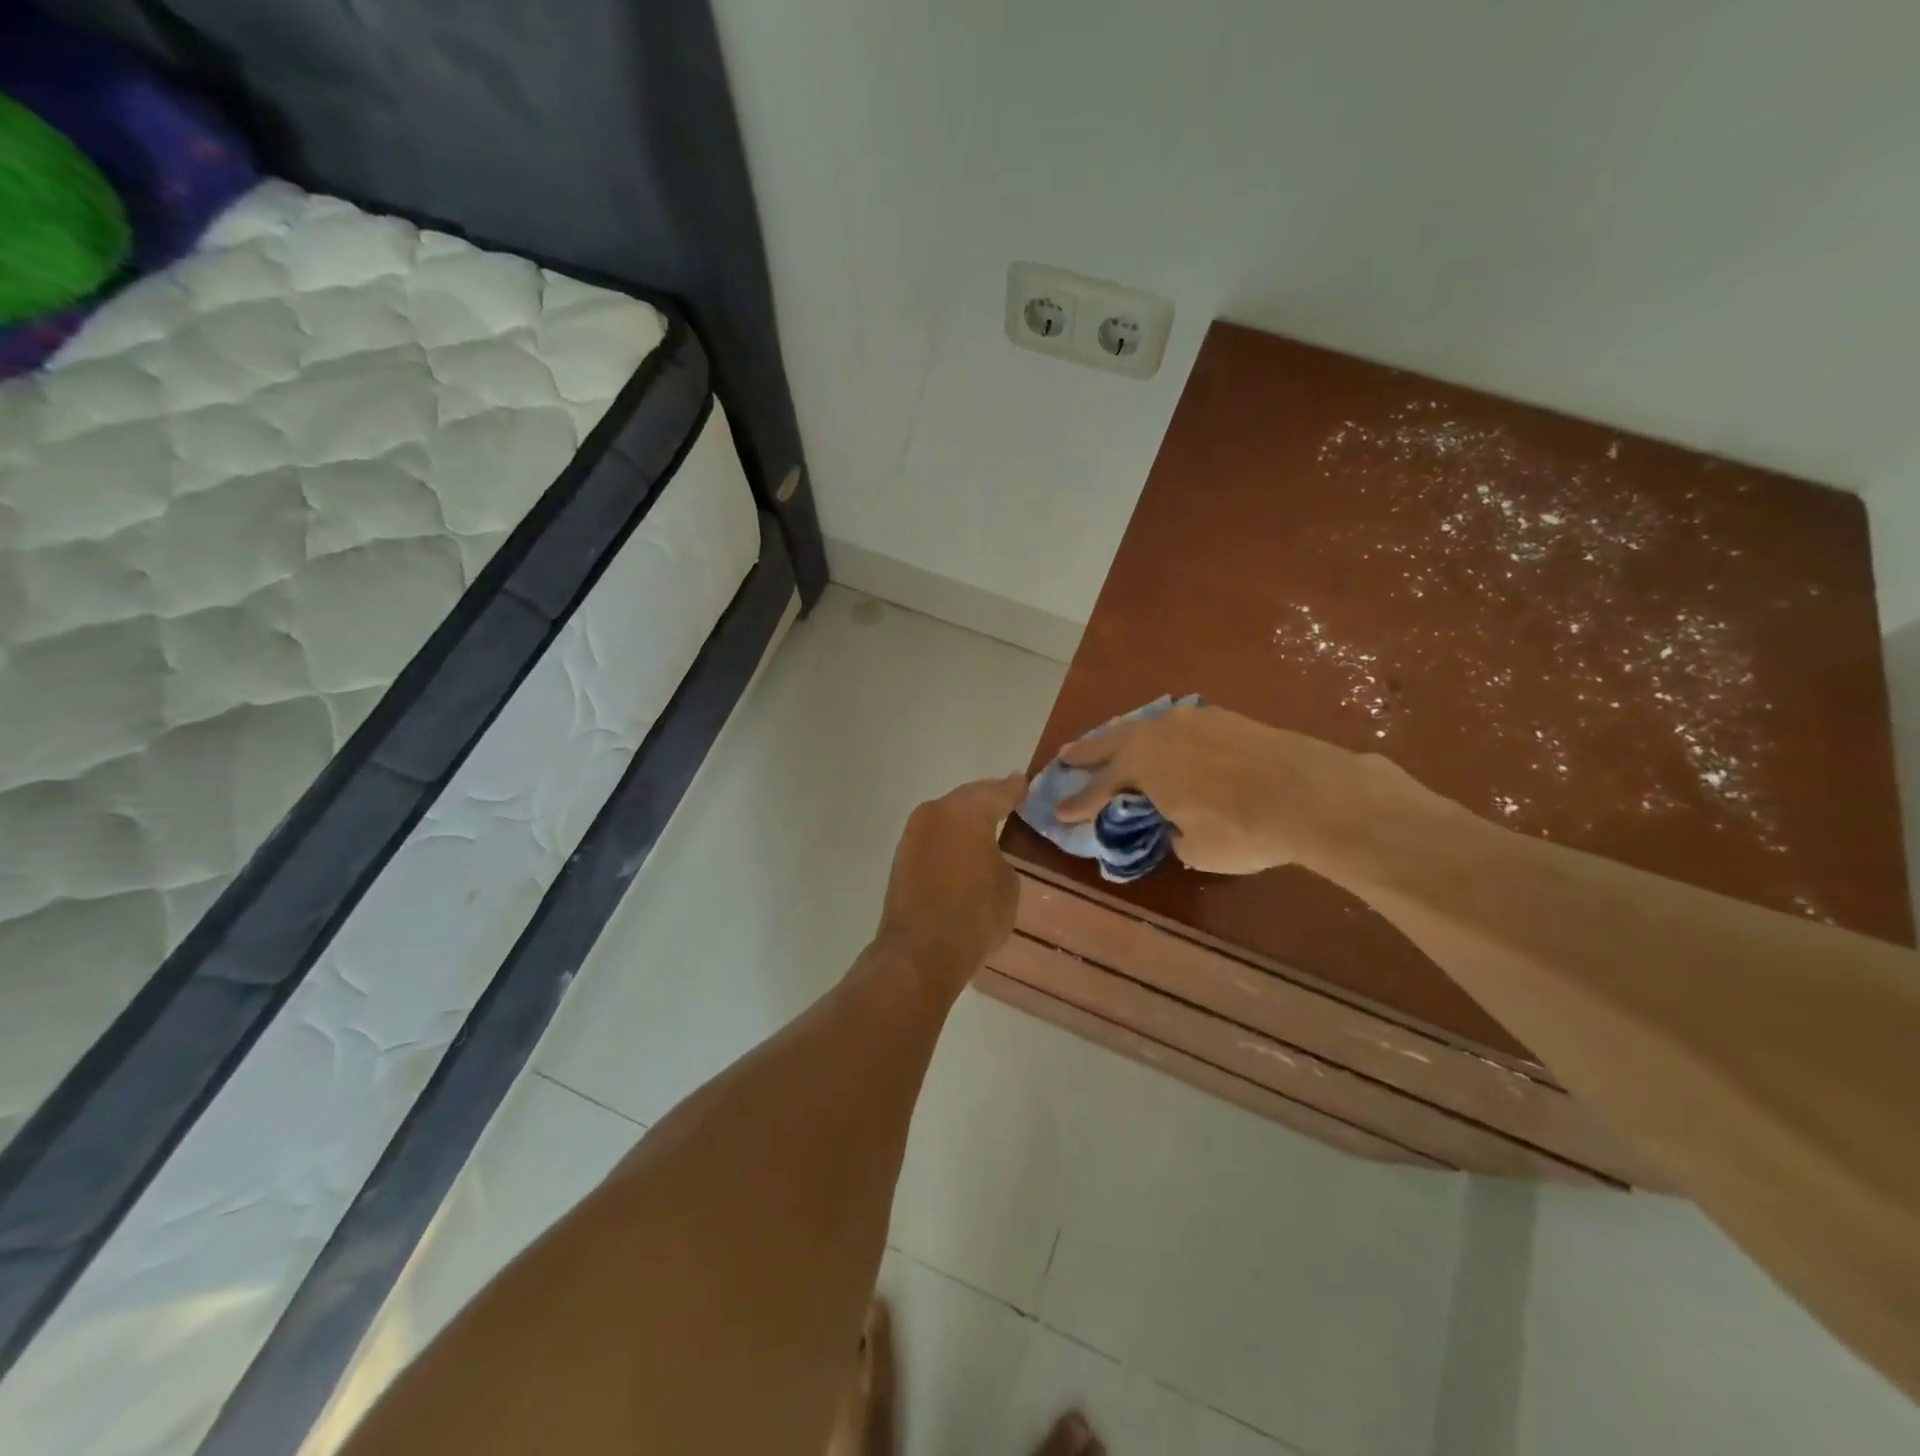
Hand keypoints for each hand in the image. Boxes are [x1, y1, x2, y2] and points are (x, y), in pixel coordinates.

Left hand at [876, 775, 1027, 985]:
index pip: (997, 792)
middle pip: (967, 798)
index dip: (1014, 789)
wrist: (919, 953)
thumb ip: (1000, 856)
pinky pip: (934, 837)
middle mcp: (935, 813)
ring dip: (964, 819)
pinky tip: (962, 848)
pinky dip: (949, 838)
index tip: (1024, 783)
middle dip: (987, 799)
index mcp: (966, 812)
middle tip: (1007, 798)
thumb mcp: (1007, 885)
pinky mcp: (901, 858)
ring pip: (946, 816)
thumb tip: (985, 855)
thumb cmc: (974, 916)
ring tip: (986, 824)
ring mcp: (913, 834)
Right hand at [1054, 704, 1366, 874]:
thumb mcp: (1196, 847)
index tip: (1058, 812)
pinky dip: (1162, 737)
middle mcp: (1158, 735)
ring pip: (1145, 727)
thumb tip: (1175, 823)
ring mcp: (1192, 720)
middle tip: (1065, 756)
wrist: (1311, 793)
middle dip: (1086, 752)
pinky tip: (1167, 742)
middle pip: (1111, 742)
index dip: (1078, 804)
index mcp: (1141, 766)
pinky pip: (1178, 726)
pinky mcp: (1224, 718)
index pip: (1099, 789)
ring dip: (1123, 738)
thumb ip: (1173, 832)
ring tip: (1111, 742)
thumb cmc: (1242, 828)